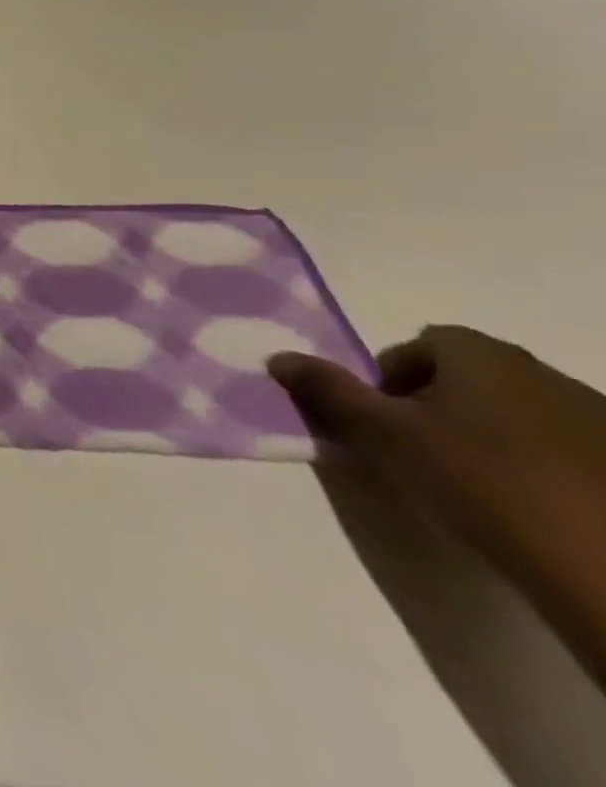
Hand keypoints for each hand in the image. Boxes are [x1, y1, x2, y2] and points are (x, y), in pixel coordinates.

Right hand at [270, 326, 605, 675]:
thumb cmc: (479, 481)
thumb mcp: (383, 434)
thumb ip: (327, 390)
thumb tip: (277, 357)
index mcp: (483, 354)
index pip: (420, 344)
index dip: (390, 377)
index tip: (382, 420)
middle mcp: (544, 372)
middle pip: (470, 377)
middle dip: (438, 406)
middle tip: (418, 451)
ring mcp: (601, 421)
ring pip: (519, 414)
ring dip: (490, 436)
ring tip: (476, 486)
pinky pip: (567, 450)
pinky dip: (541, 467)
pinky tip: (534, 508)